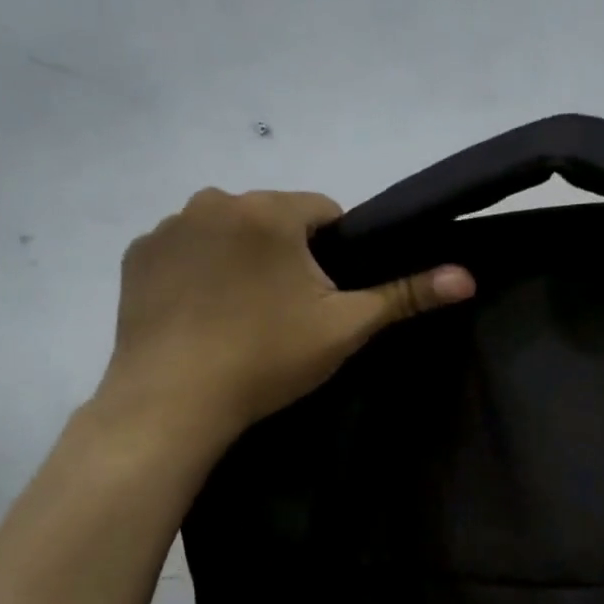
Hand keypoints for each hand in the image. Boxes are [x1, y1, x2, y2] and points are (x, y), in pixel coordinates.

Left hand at [92, 188, 473, 447]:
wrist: (173, 401)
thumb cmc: (267, 359)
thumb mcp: (345, 328)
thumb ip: (405, 295)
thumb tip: (467, 276)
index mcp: (269, 211)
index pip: (324, 212)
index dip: (336, 253)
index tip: (327, 297)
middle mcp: (214, 201)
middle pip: (274, 220)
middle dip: (287, 255)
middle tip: (287, 314)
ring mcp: (168, 227)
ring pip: (228, 233)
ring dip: (243, 260)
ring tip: (242, 317)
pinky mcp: (136, 255)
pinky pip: (186, 251)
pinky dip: (199, 272)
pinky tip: (202, 316)